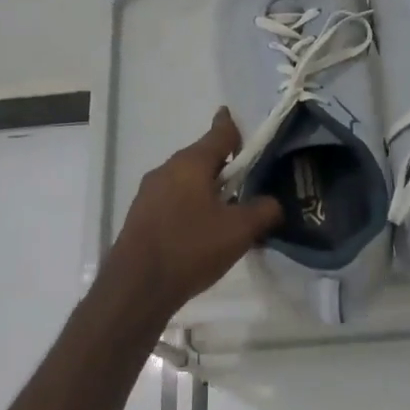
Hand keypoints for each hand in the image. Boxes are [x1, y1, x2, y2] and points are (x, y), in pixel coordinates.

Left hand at [102, 110, 283, 321]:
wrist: (136, 287)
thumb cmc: (191, 248)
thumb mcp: (239, 231)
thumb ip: (264, 210)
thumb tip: (273, 203)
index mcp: (191, 162)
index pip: (219, 132)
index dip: (234, 127)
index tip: (240, 122)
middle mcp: (167, 168)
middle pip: (202, 157)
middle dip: (224, 166)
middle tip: (247, 183)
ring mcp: (149, 192)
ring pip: (186, 180)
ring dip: (206, 189)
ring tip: (227, 212)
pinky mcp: (140, 215)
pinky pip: (173, 199)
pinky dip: (190, 206)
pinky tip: (201, 232)